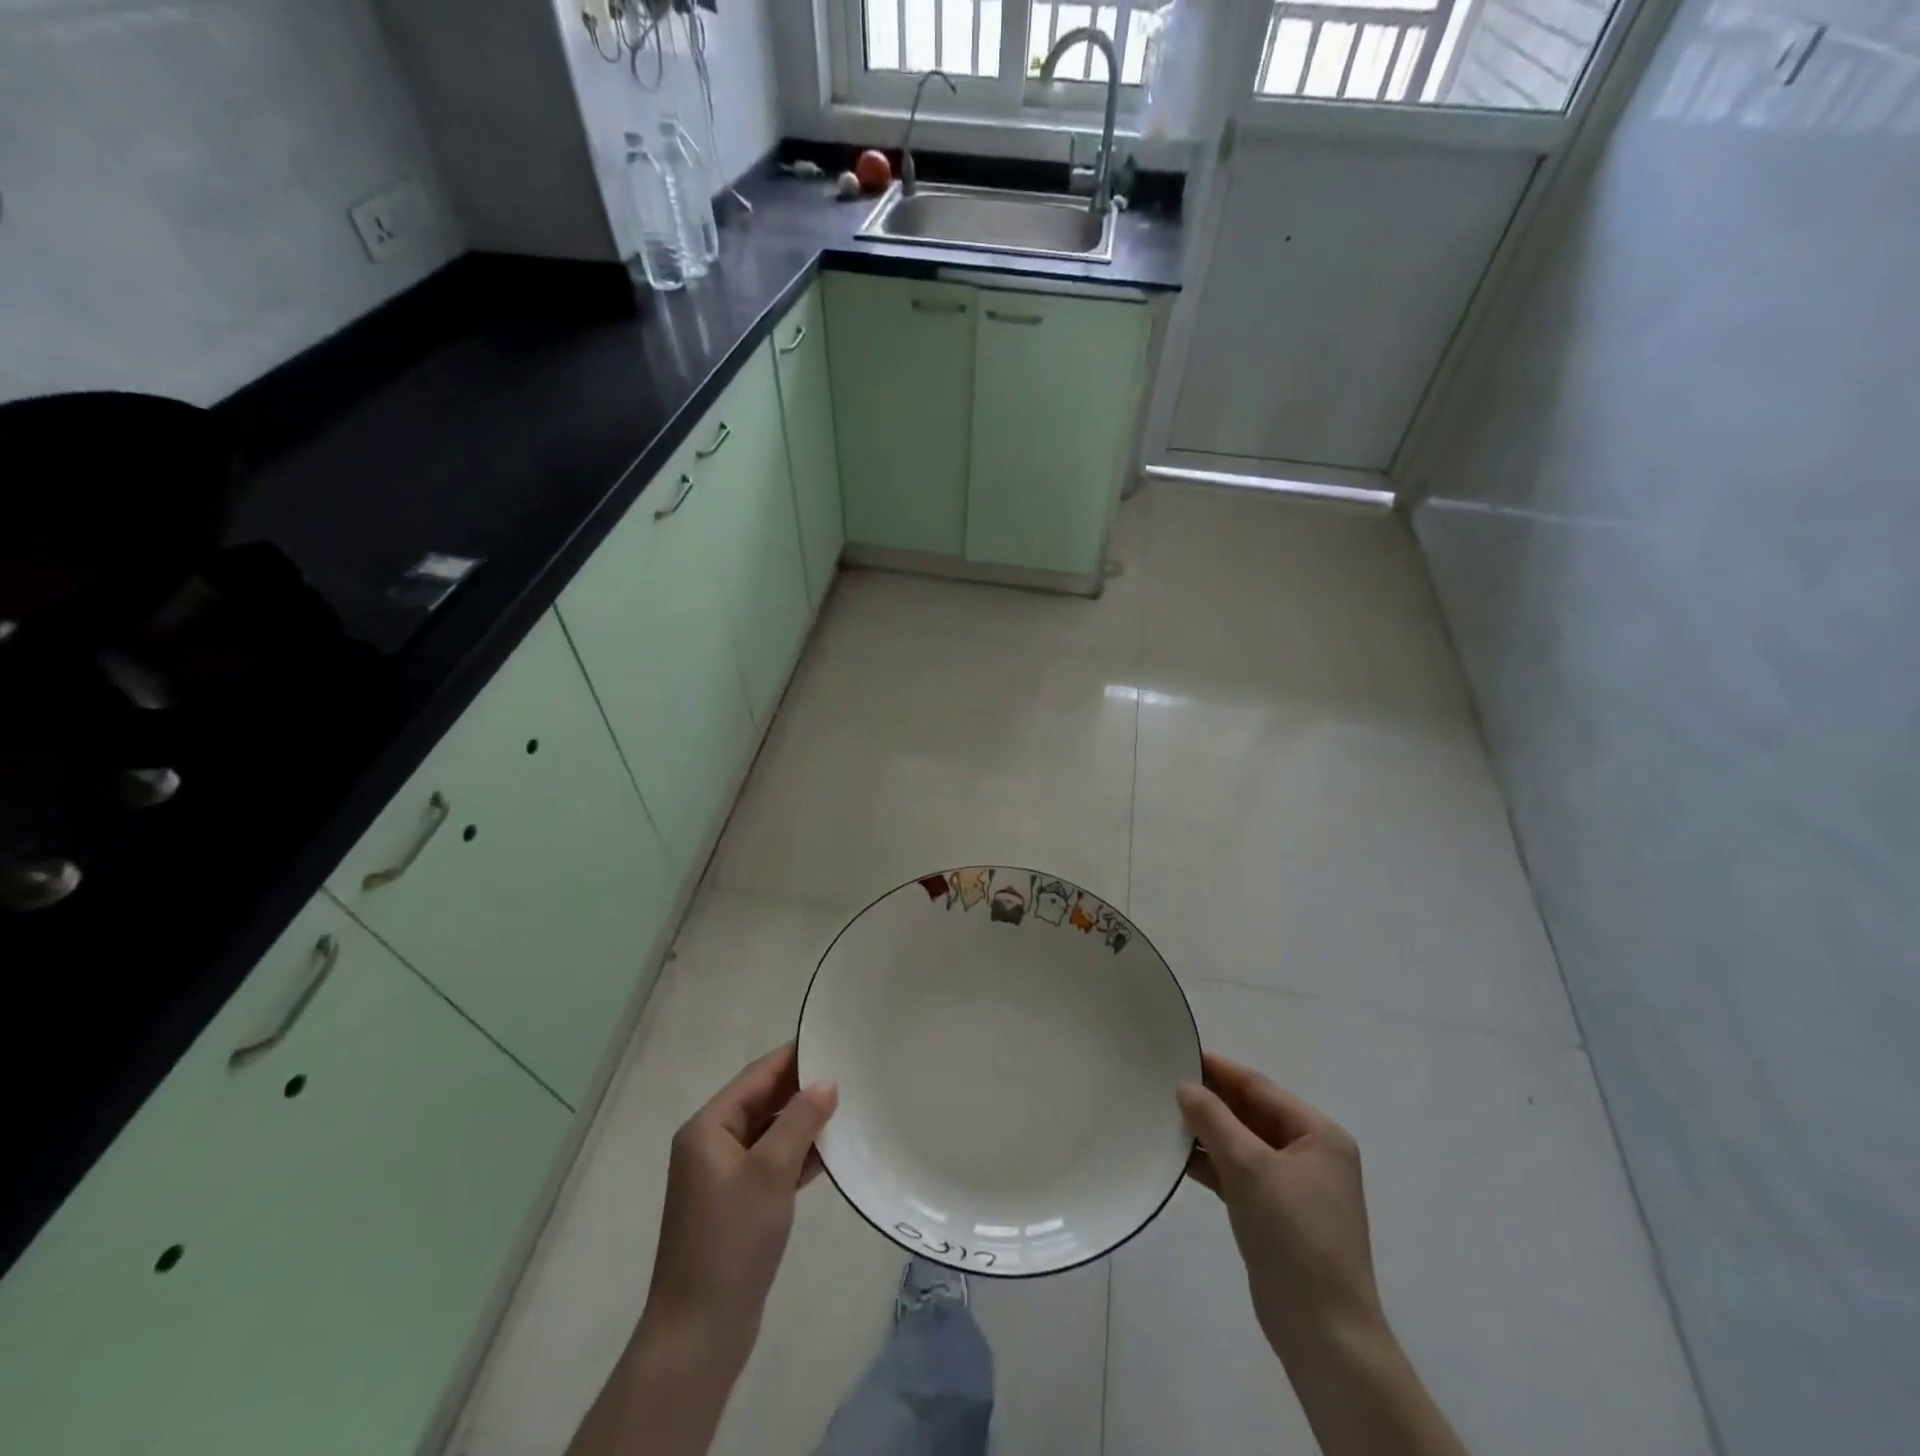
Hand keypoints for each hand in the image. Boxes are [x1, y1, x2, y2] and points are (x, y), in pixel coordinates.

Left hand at [641, 1042, 837, 1366]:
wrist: (700, 1333)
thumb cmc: (731, 1240)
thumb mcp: (770, 1172)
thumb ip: (800, 1121)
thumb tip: (826, 1083)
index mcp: (708, 1128)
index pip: (757, 1076)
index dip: (794, 1056)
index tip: (832, 1039)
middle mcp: (712, 1144)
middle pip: (763, 1102)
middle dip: (802, 1088)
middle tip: (849, 1071)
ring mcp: (724, 1177)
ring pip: (771, 1134)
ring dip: (804, 1122)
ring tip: (849, 1105)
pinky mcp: (738, 1204)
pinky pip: (773, 1163)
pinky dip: (799, 1155)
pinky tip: (833, 1151)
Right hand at [1178, 1051, 1381, 1357]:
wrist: (1323, 1333)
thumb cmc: (1294, 1237)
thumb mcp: (1250, 1168)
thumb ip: (1214, 1120)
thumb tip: (1185, 1086)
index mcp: (1318, 1135)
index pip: (1259, 1088)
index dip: (1218, 1070)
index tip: (1177, 1052)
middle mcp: (1310, 1154)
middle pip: (1250, 1113)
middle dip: (1209, 1100)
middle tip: (1161, 1082)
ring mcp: (1293, 1186)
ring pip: (1241, 1144)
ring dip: (1206, 1132)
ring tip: (1161, 1115)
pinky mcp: (1274, 1214)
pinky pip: (1238, 1173)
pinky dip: (1211, 1163)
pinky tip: (1177, 1156)